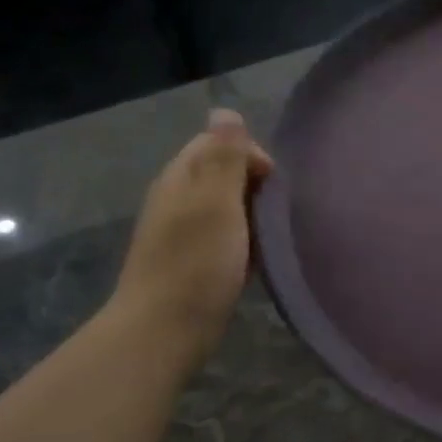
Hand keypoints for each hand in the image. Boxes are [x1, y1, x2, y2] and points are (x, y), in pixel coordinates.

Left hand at [111, 109, 273, 351]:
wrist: (165, 331)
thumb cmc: (196, 264)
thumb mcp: (216, 203)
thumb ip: (224, 157)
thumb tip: (225, 110)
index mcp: (181, 178)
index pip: (216, 142)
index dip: (249, 155)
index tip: (274, 184)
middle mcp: (178, 199)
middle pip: (222, 174)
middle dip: (254, 187)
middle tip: (276, 214)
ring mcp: (182, 233)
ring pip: (226, 208)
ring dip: (252, 217)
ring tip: (272, 238)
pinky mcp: (191, 262)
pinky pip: (224, 238)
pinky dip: (244, 243)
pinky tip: (258, 261)